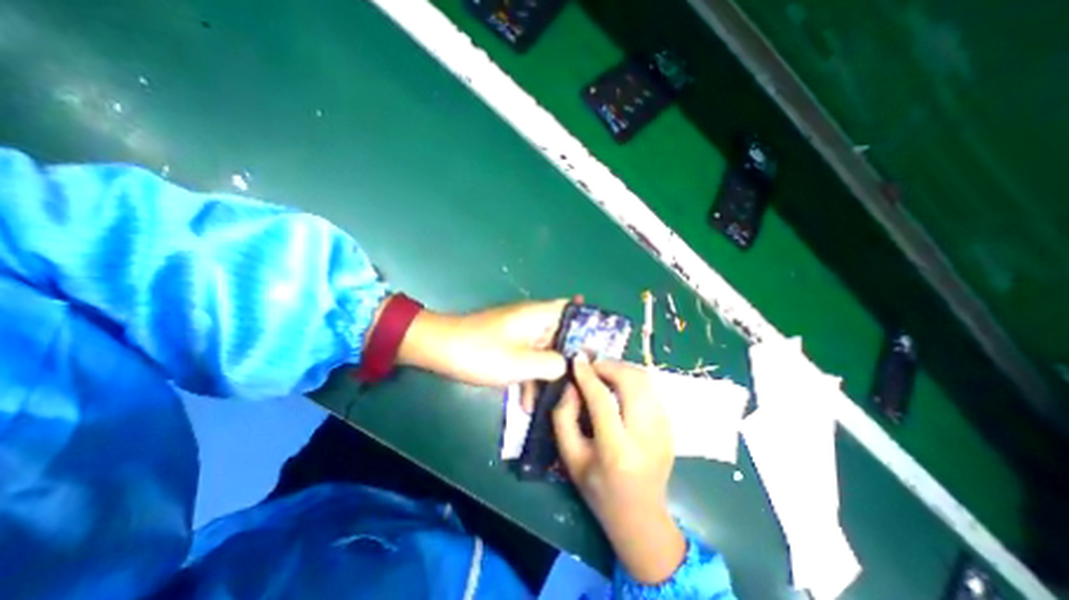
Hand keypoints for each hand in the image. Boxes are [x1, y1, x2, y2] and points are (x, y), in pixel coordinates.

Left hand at [393, 296, 576, 388]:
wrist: (440, 349)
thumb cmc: (482, 352)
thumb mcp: (521, 363)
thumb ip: (552, 364)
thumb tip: (568, 367)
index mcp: (539, 315)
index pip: (571, 310)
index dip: (588, 323)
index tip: (600, 347)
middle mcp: (532, 320)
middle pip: (561, 335)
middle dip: (570, 358)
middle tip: (583, 382)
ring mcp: (519, 333)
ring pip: (544, 351)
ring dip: (548, 374)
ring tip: (554, 402)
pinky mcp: (507, 344)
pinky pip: (527, 358)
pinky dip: (530, 376)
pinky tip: (528, 402)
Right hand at [552, 359, 684, 583]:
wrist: (640, 515)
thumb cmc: (598, 488)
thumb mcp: (570, 457)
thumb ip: (564, 417)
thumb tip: (572, 385)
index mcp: (617, 450)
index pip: (602, 400)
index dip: (588, 375)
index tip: (577, 360)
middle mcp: (645, 437)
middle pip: (632, 383)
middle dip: (609, 366)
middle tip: (592, 366)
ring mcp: (664, 430)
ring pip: (646, 381)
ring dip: (622, 369)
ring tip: (605, 373)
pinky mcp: (670, 427)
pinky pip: (651, 390)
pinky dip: (633, 380)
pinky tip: (620, 386)